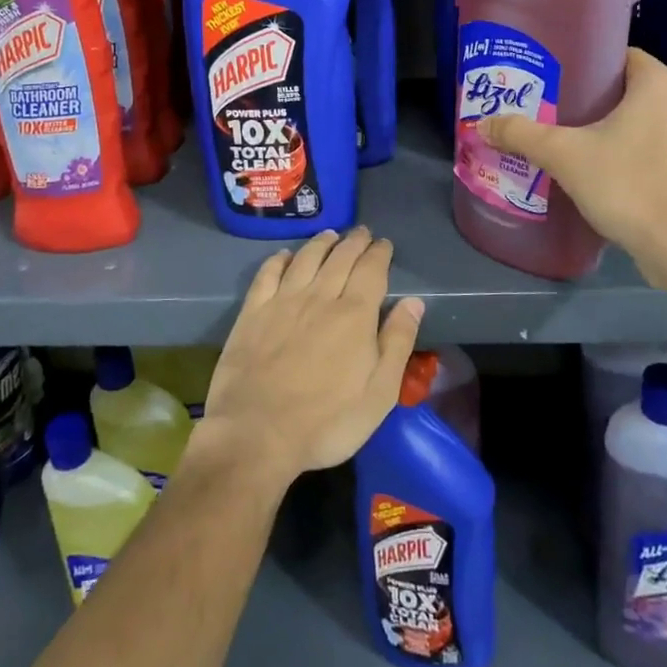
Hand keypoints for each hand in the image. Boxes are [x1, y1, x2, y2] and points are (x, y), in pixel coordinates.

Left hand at [199, 227, 424, 486]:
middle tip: (362, 233)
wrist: (257, 433)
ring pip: (306, 259)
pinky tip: (285, 255)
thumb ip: (397, 342)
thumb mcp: (379, 393)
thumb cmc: (327, 422)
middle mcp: (319, 297)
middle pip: (340, 258)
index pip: (371, 270)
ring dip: (321, 243)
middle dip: (354, 242)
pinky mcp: (252, 312)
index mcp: (354, 315)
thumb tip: (413, 302)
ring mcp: (282, 302)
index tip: (384, 244)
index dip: (379, 254)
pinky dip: (279, 259)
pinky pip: (267, 274)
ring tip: (330, 235)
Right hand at [477, 48, 666, 288]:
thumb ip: (521, 134)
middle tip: (560, 111)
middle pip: (633, 88)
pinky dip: (641, 151)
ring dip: (622, 126)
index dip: (589, 64)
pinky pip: (664, 146)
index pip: (622, 56)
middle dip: (599, 98)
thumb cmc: (626, 185)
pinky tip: (613, 170)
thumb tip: (482, 124)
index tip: (559, 80)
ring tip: (582, 141)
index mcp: (659, 83)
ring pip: (651, 118)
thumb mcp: (563, 155)